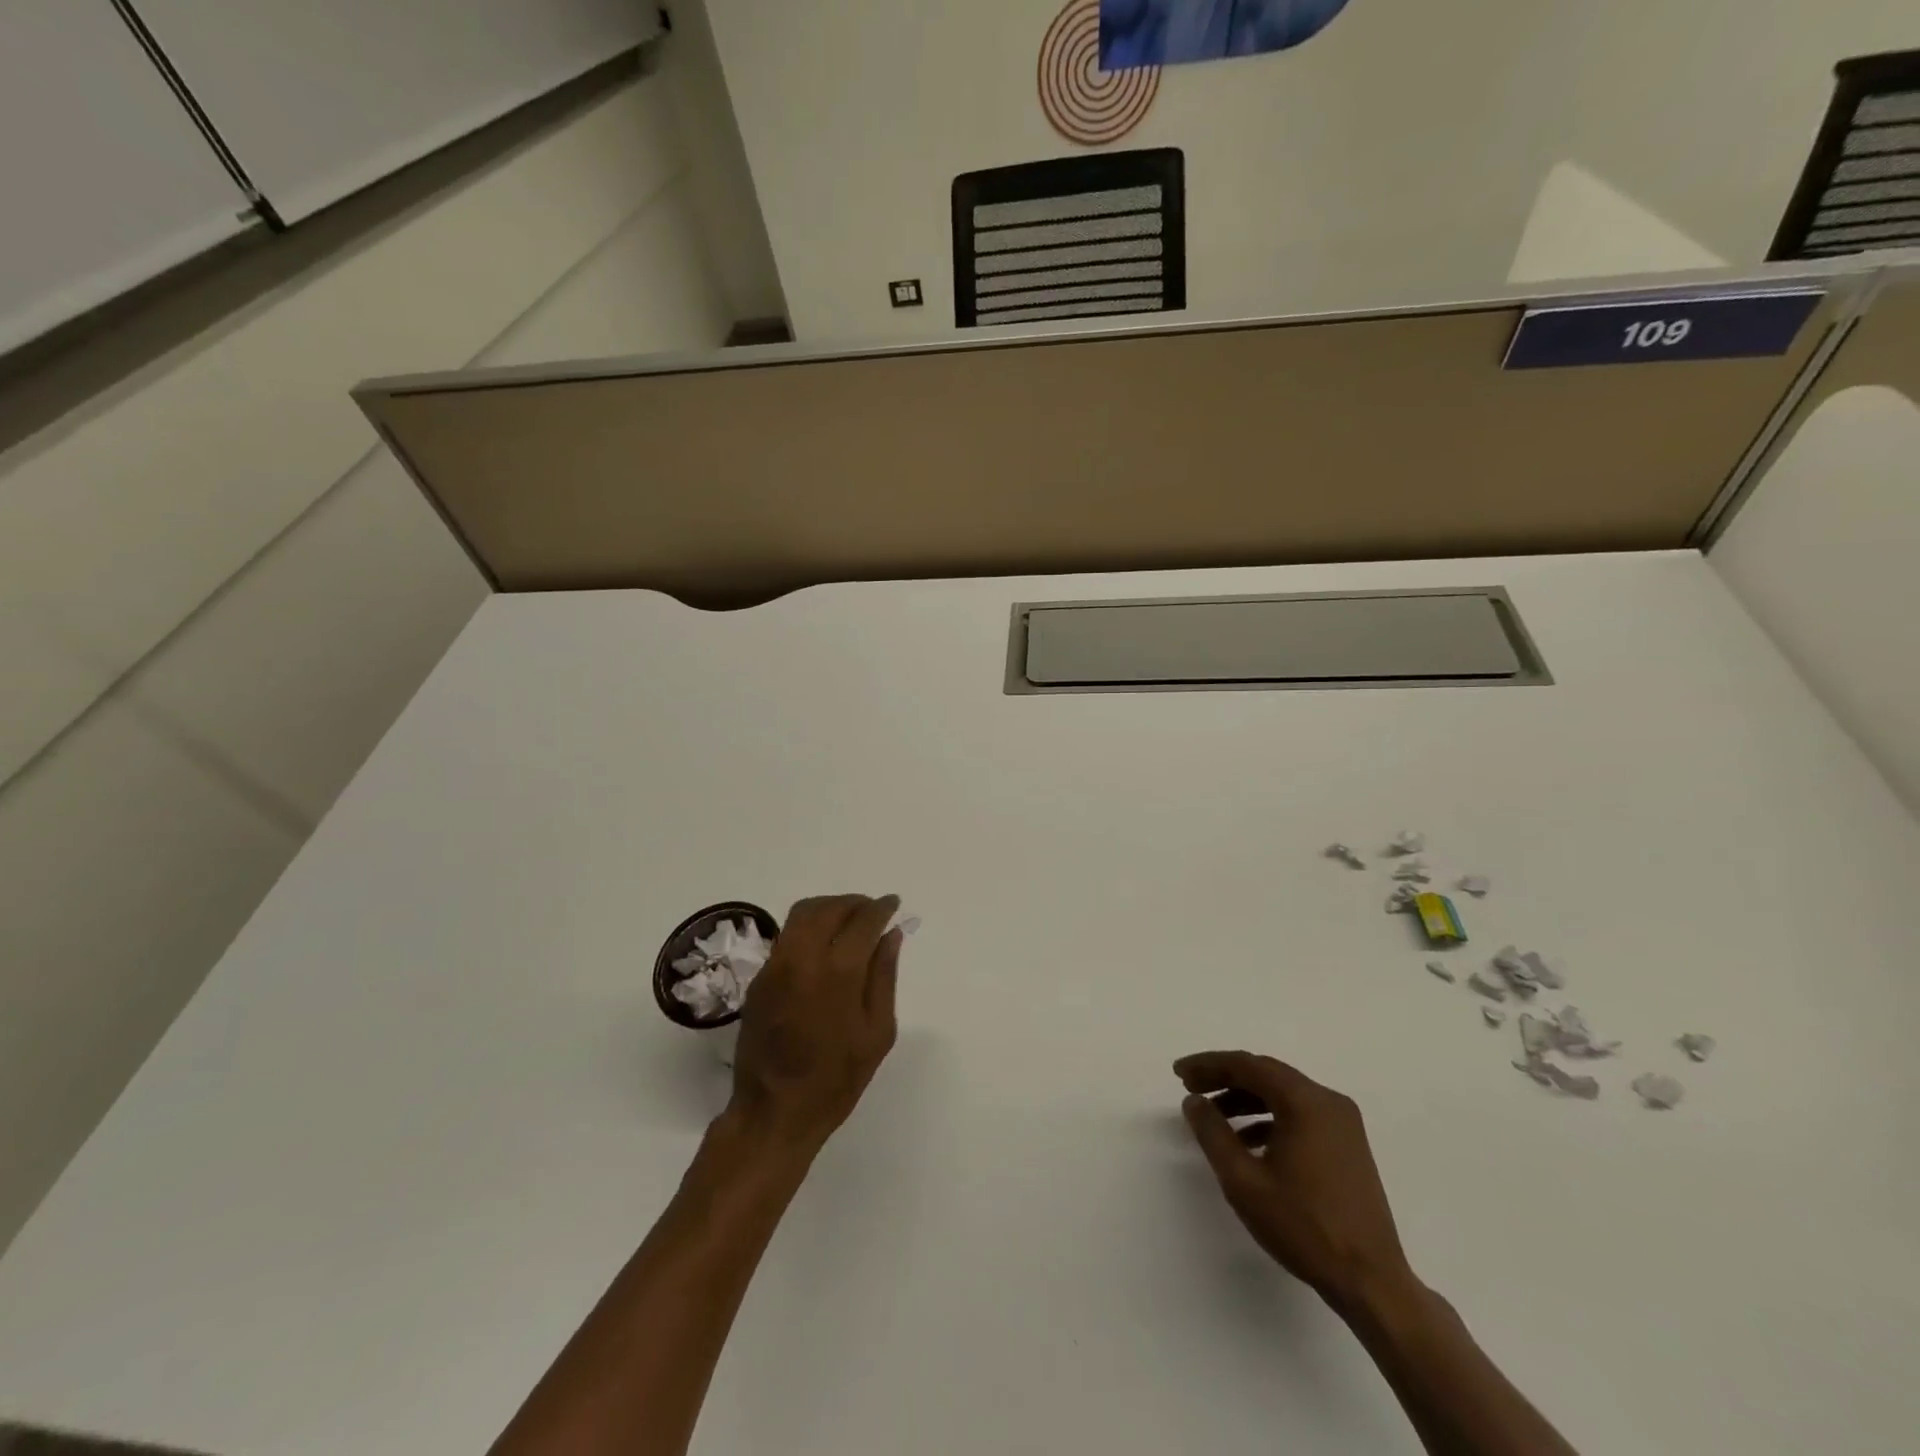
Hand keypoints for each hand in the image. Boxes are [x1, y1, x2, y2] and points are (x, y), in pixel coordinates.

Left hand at [728, 895, 901, 1150]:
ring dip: (829, 908)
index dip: (881, 908)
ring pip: (802, 915)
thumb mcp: (877, 1032)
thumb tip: (891, 935)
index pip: (863, 921)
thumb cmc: (836, 1079)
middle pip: (828, 908)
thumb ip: (884, 976)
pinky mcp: (759, 978)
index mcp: (837, 972)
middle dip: (854, 903)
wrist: (774, 1112)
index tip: (894, 904)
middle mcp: (802, 958)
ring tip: (849, 921)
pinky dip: (809, 927)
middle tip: (873, 910)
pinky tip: (823, 946)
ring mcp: (775, 966)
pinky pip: (787, 936)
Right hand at [1175, 1051, 1413, 1312]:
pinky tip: (1248, 1142)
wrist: (1371, 1283)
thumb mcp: (1244, 1181)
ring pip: (1283, 1094)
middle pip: (1266, 1074)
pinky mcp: (1348, 1145)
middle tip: (1191, 1089)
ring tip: (1214, 1117)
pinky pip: (1300, 1115)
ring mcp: (1343, 1124)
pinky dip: (1269, 1118)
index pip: (1248, 1065)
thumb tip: (1194, 1101)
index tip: (1179, 1073)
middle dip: (1225, 1078)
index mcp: (1306, 1102)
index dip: (1208, 1065)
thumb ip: (1213, 1133)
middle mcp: (1328, 1102)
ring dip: (1246, 1099)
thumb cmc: (1304, 1228)